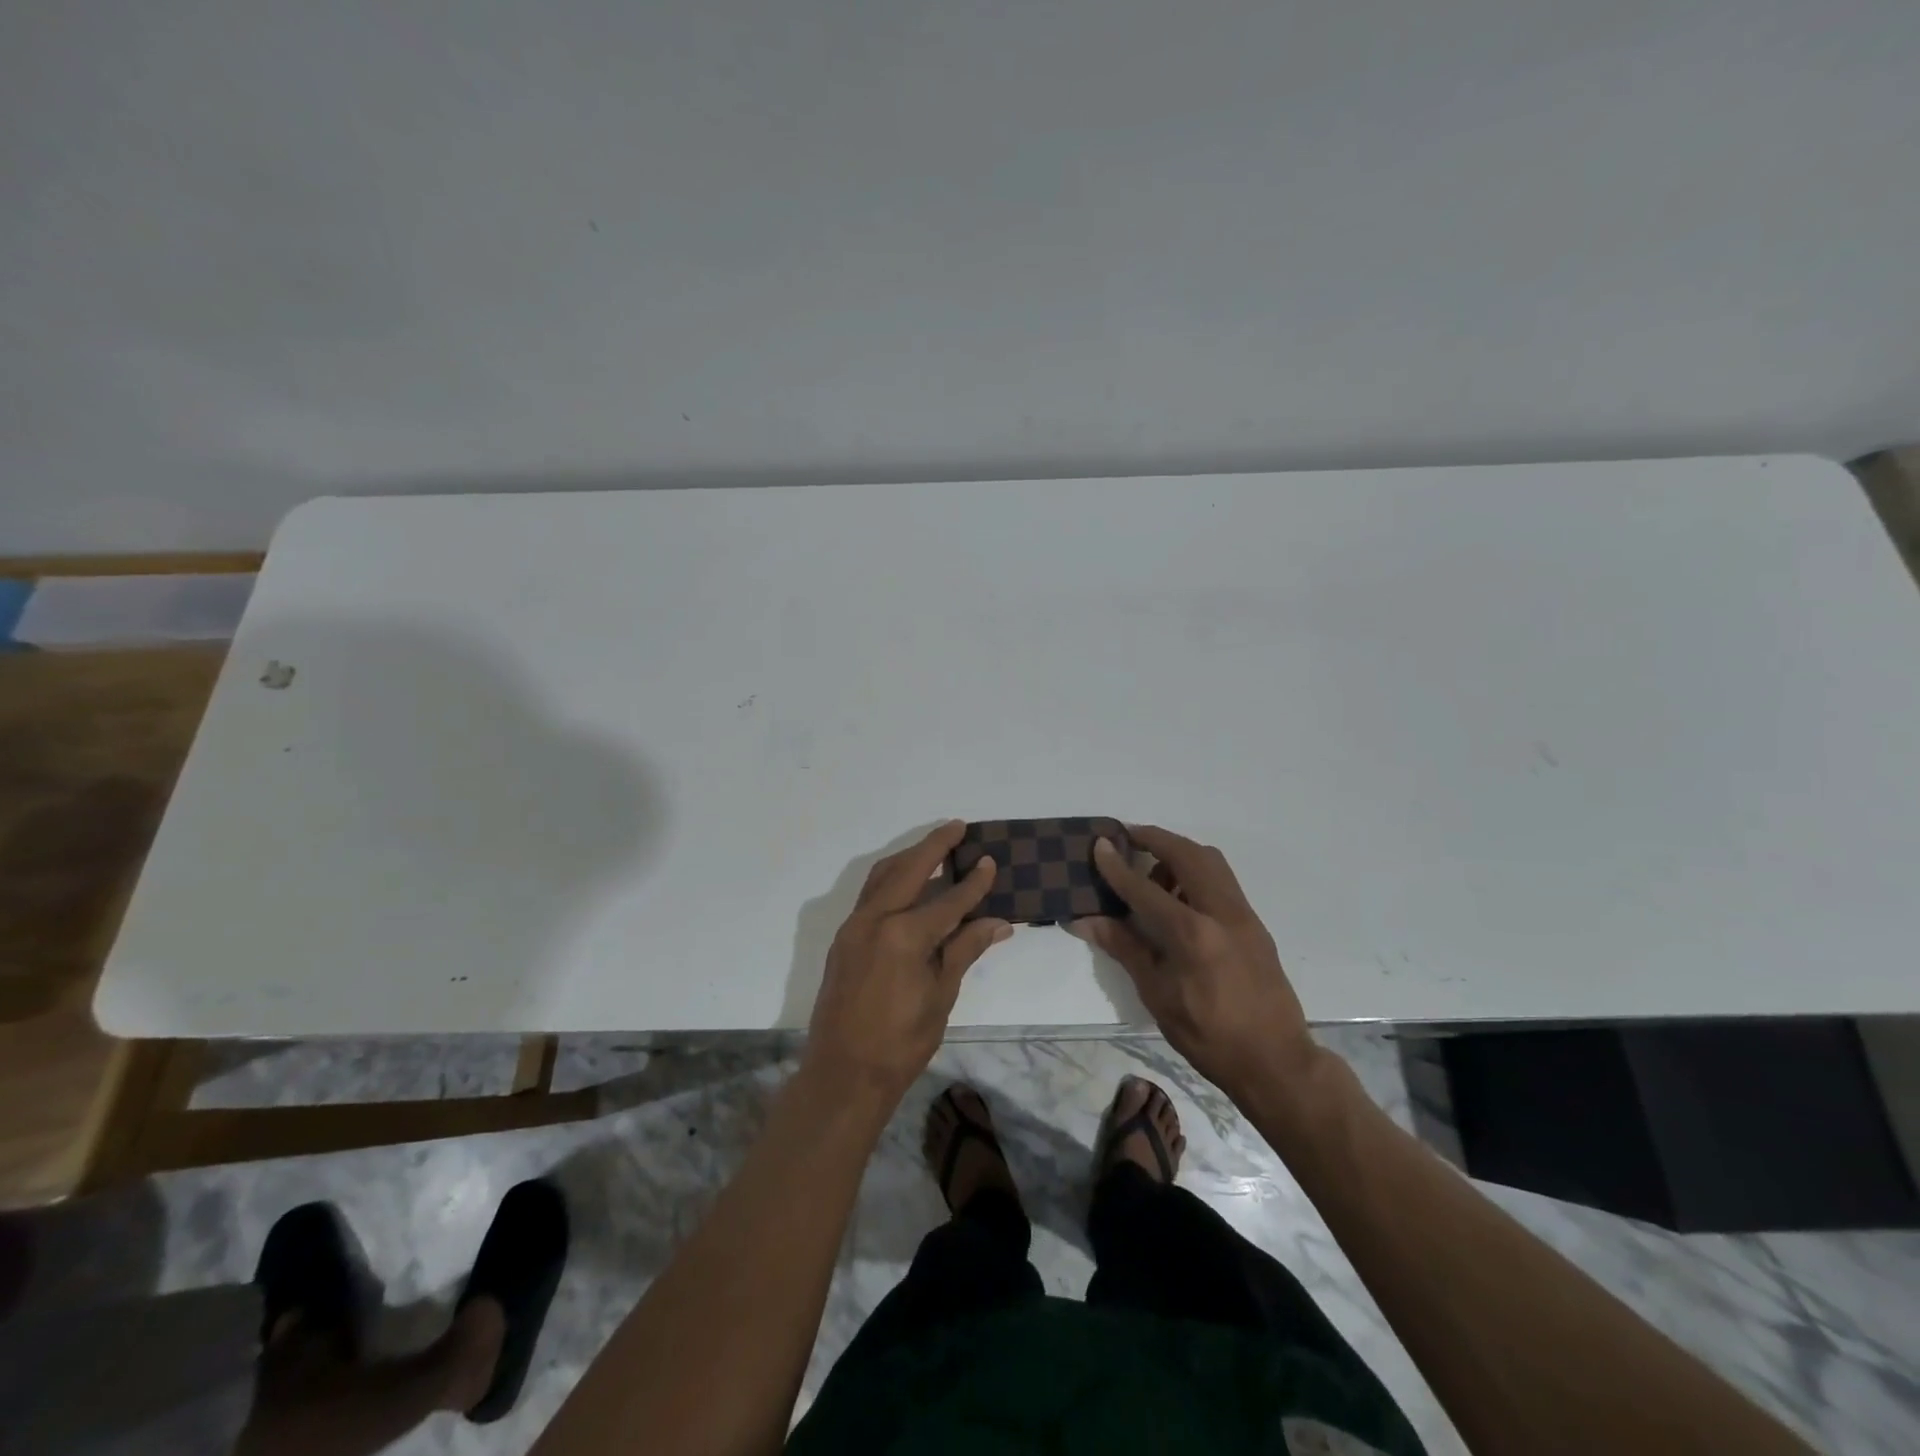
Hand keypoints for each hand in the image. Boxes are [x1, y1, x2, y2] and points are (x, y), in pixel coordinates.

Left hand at [805, 821, 1011, 1102]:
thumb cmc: (901, 1041)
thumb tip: (998, 922)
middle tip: (957, 826)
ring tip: (933, 846)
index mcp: (904, 935)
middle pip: (909, 870)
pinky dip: (891, 879)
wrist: (843, 1074)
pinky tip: (908, 883)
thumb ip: (965, 950)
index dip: (973, 882)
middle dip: (934, 845)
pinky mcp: (844, 938)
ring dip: (909, 857)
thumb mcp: (941, 995)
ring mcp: (853, 926)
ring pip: (883, 876)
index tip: (990, 860)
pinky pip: (870, 895)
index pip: (948, 899)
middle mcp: (874, 919)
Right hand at [1071, 825, 1316, 1100]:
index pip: (1144, 888)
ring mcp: (1243, 915)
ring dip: (1178, 852)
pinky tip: (1180, 897)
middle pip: (1186, 854)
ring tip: (1153, 872)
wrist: (1276, 1061)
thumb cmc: (1208, 1035)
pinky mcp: (1254, 923)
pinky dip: (1197, 871)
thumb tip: (1084, 920)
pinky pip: (1222, 879)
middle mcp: (1221, 912)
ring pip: (1210, 861)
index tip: (1099, 843)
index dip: (1117, 865)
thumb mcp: (1157, 994)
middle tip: (1127, 837)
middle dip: (1154, 839)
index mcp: (1192, 934)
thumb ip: (1123, 947)